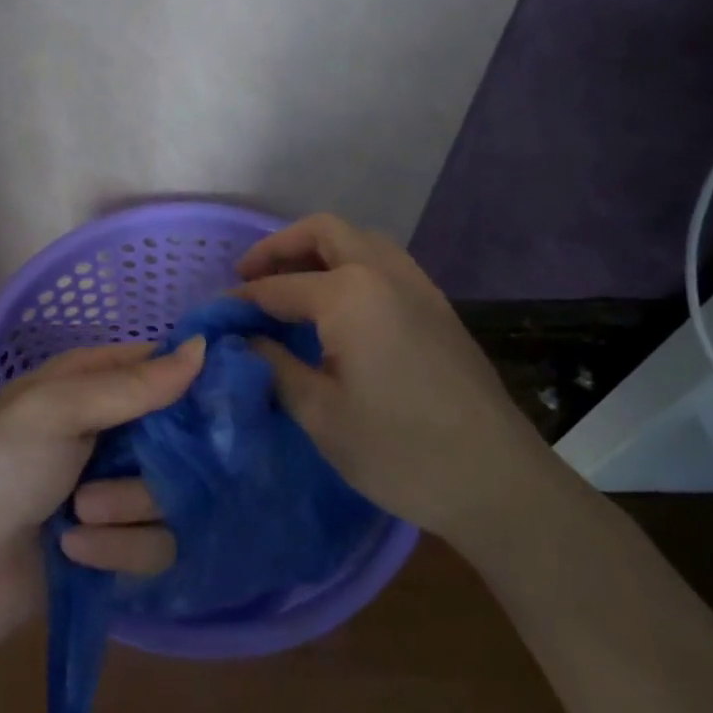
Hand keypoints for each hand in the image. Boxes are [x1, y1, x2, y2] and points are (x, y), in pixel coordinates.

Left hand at [0, 339, 205, 647]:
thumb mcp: (56, 411)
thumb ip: (132, 385)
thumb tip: (205, 347)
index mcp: (89, 385)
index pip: (162, 366)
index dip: (192, 378)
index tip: (223, 397)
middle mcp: (109, 432)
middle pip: (180, 436)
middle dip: (157, 461)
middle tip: (128, 467)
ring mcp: (115, 490)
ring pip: (172, 493)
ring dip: (126, 508)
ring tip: (80, 515)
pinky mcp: (118, 547)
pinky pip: (156, 544)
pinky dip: (117, 549)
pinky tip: (75, 551)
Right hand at [234, 213, 551, 540]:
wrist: (496, 480)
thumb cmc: (399, 450)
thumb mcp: (320, 413)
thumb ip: (274, 366)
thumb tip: (243, 342)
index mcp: (349, 294)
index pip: (278, 286)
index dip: (242, 300)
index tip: (215, 315)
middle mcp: (384, 273)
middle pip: (323, 232)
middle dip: (279, 247)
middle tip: (248, 277)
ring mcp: (418, 286)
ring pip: (359, 241)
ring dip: (318, 250)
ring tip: (290, 285)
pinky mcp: (438, 307)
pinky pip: (385, 263)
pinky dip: (350, 265)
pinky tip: (337, 307)